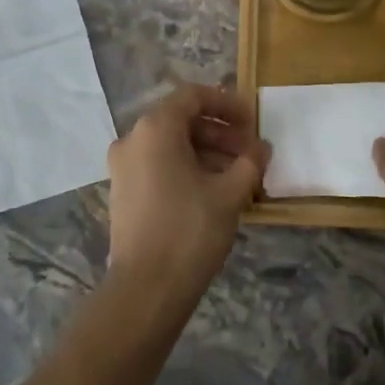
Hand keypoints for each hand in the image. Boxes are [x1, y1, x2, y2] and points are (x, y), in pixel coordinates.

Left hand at [106, 83, 268, 315]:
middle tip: (251, 152)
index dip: (226, 103)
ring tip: (240, 174)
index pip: (192, 97)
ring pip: (171, 145)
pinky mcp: (124, 192)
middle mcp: (132, 140)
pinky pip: (159, 166)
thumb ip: (250, 162)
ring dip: (207, 152)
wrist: (146, 287)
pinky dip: (187, 168)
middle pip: (181, 121)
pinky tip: (215, 189)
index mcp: (155, 129)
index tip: (253, 120)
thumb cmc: (190, 229)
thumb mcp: (230, 193)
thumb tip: (261, 149)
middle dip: (220, 132)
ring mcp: (123, 167)